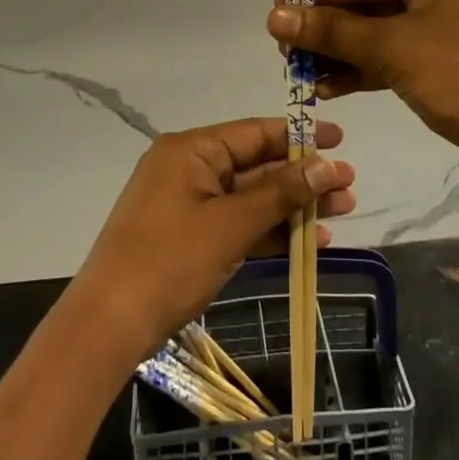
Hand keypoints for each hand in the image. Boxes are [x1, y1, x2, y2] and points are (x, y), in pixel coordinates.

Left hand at [69, 118, 355, 364]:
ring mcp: (187, 204)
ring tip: (343, 213)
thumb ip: (280, 193)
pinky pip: (236, 224)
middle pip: (256, 165)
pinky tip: (310, 243)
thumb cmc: (169, 262)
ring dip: (292, 207)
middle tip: (350, 186)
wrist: (108, 326)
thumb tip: (326, 166)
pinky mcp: (188, 237)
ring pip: (250, 198)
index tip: (339, 139)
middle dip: (303, 178)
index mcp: (190, 150)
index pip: (254, 133)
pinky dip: (269, 231)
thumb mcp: (231, 225)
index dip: (299, 136)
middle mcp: (188, 168)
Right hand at [267, 0, 458, 189]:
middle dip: (326, 28)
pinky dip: (362, 70)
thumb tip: (275, 14)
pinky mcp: (445, 63)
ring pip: (379, 34)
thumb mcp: (393, 48)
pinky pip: (393, 58)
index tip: (276, 8)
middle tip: (284, 47)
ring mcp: (445, 28)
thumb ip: (332, 31)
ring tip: (298, 70)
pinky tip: (328, 87)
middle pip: (369, 3)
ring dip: (340, 52)